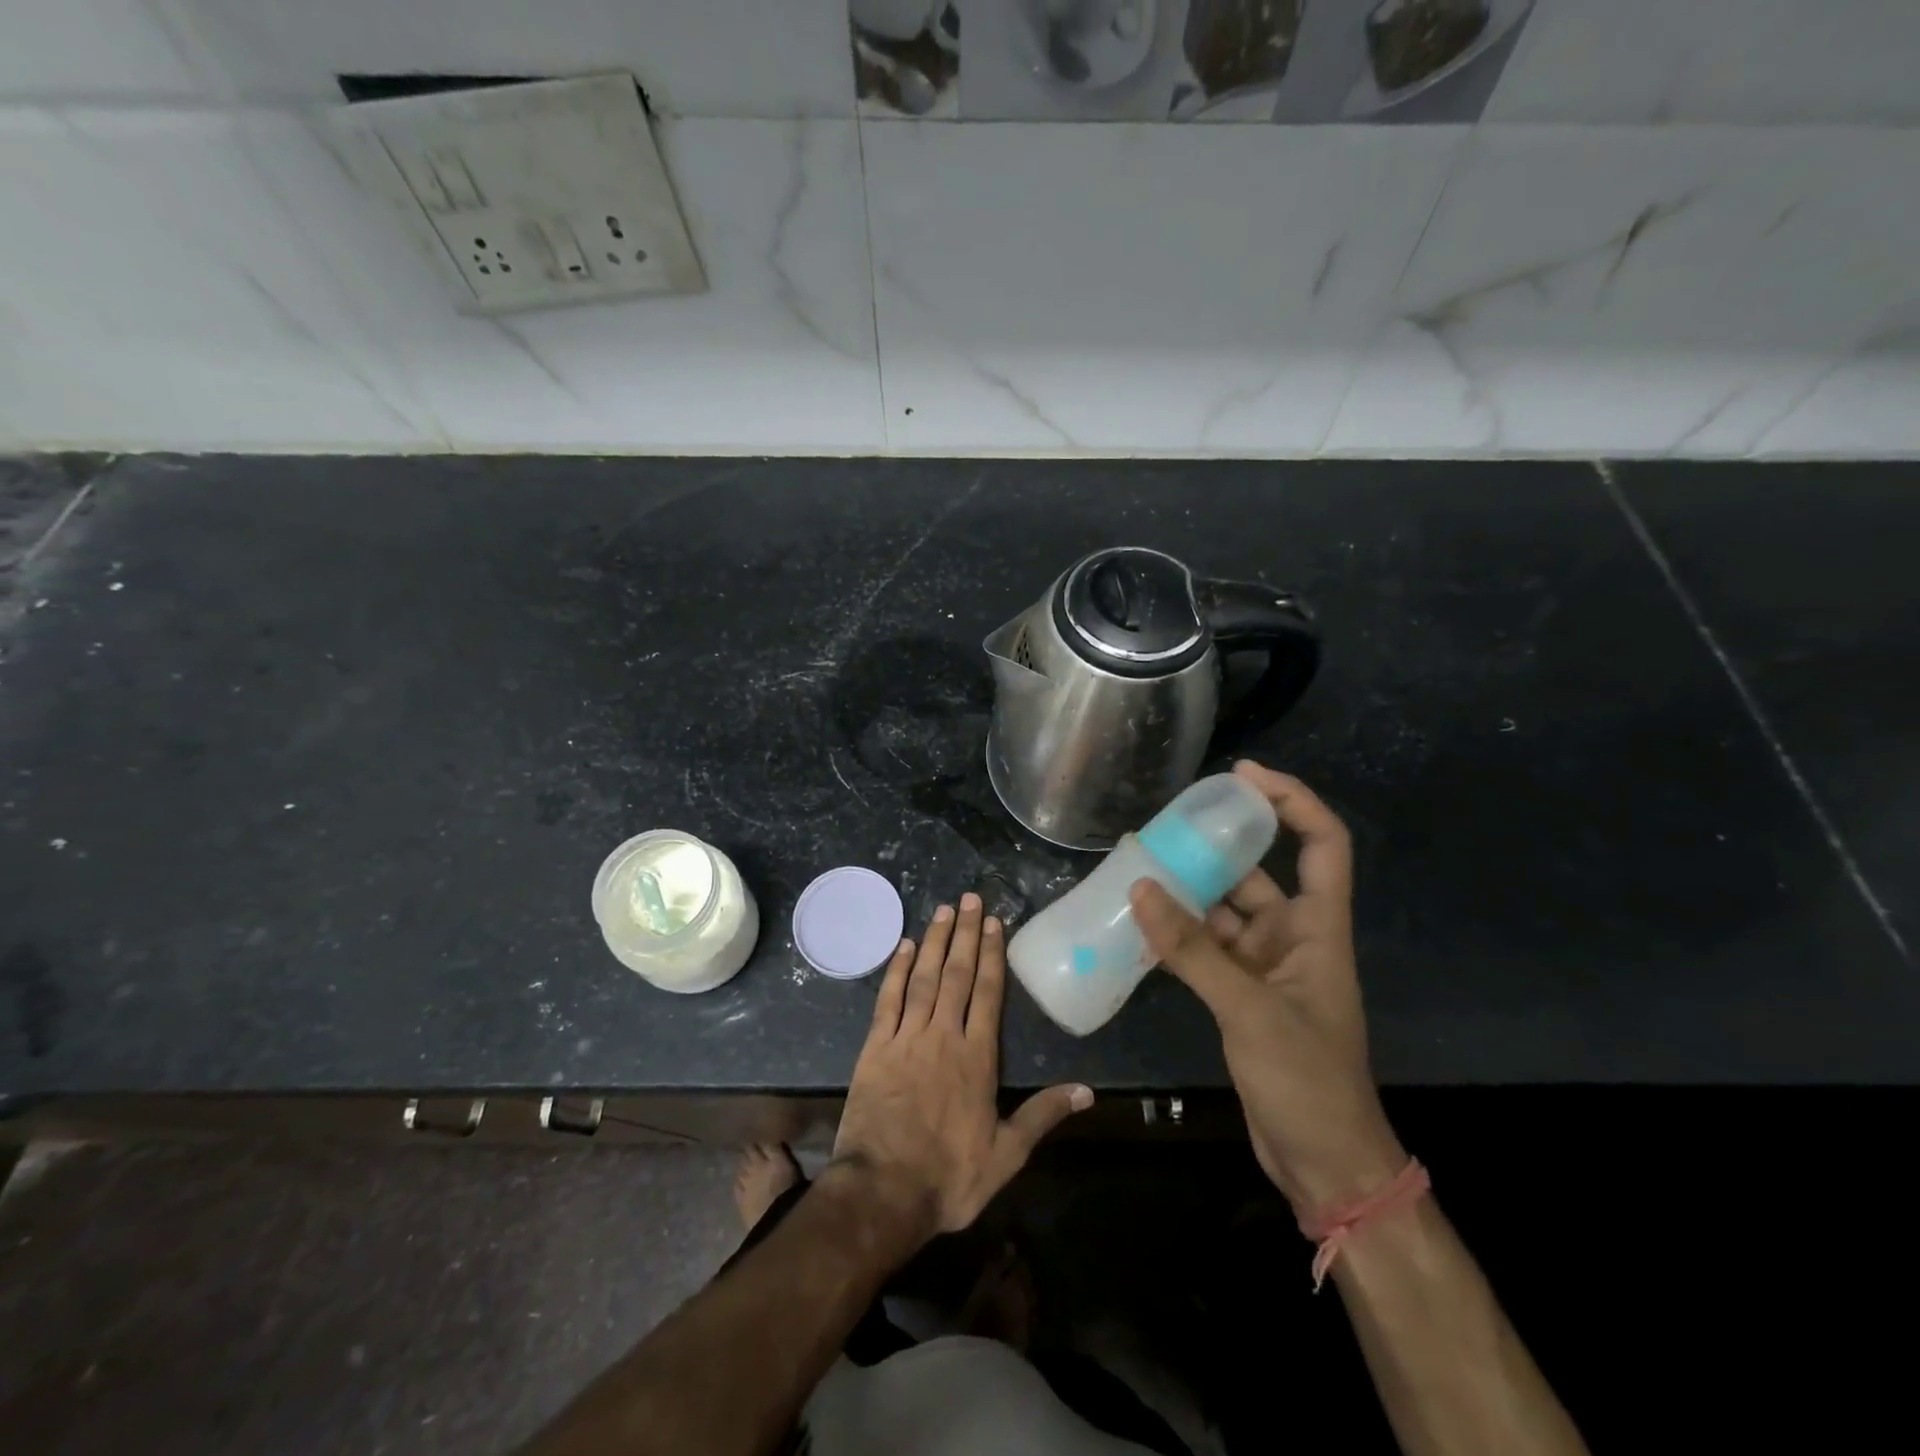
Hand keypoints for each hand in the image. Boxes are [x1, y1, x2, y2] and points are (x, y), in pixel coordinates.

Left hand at [832, 892, 1092, 1236]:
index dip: (992, 955)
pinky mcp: (875, 1047)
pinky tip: (905, 946)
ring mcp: (907, 1038)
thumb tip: (1087, 1091)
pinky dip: (897, 970)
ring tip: (945, 909)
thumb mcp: (1007, 1155)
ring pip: (925, 978)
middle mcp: (944, 1036)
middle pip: (958, 974)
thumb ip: (1043, 1116)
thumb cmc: (949, 1177)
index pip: (988, 993)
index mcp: (977, 1057)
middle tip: (971, 897)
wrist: (883, 1192)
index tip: (994, 923)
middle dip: (966, 933)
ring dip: (936, 941)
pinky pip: (888, 999)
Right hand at [1130, 763, 1403, 1214]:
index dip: (1291, 801)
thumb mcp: (1249, 1008)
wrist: (1323, 1161)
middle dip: (1213, 847)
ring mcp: (1264, 966)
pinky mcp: (1239, 993)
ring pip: (1222, 911)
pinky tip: (1139, 922)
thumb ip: (1194, 949)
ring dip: (1185, 892)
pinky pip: (1204, 947)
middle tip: (1160, 825)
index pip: (1322, 843)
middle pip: (1256, 872)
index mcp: (1317, 928)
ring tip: (1135, 867)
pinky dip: (1176, 933)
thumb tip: (1141, 888)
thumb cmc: (1306, 1080)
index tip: (1242, 776)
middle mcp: (1292, 937)